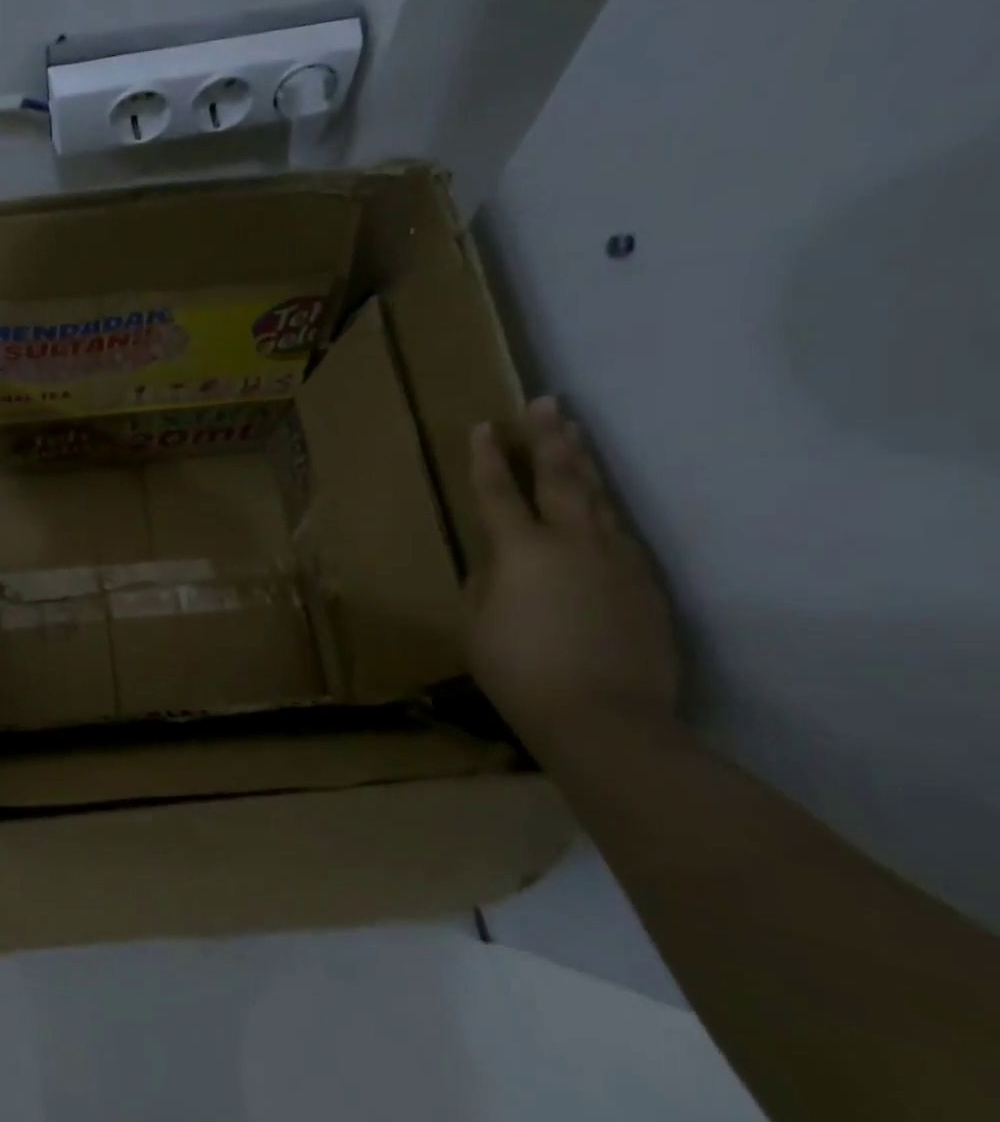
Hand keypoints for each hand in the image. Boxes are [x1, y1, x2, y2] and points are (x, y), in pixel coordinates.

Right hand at [465, 399, 679, 749]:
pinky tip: (602, 508)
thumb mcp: (476, 625)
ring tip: (578, 434)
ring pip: (600, 499)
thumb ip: (485, 584)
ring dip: (585, 464)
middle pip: (560, 478)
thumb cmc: (520, 671)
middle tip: (548, 403)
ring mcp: (617, 560)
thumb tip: (500, 565)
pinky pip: (621, 535)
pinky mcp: (646, 584)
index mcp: (521, 550)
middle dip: (550, 438)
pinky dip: (606, 513)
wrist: (606, 719)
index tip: (483, 426)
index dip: (486, 458)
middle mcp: (572, 542)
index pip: (498, 491)